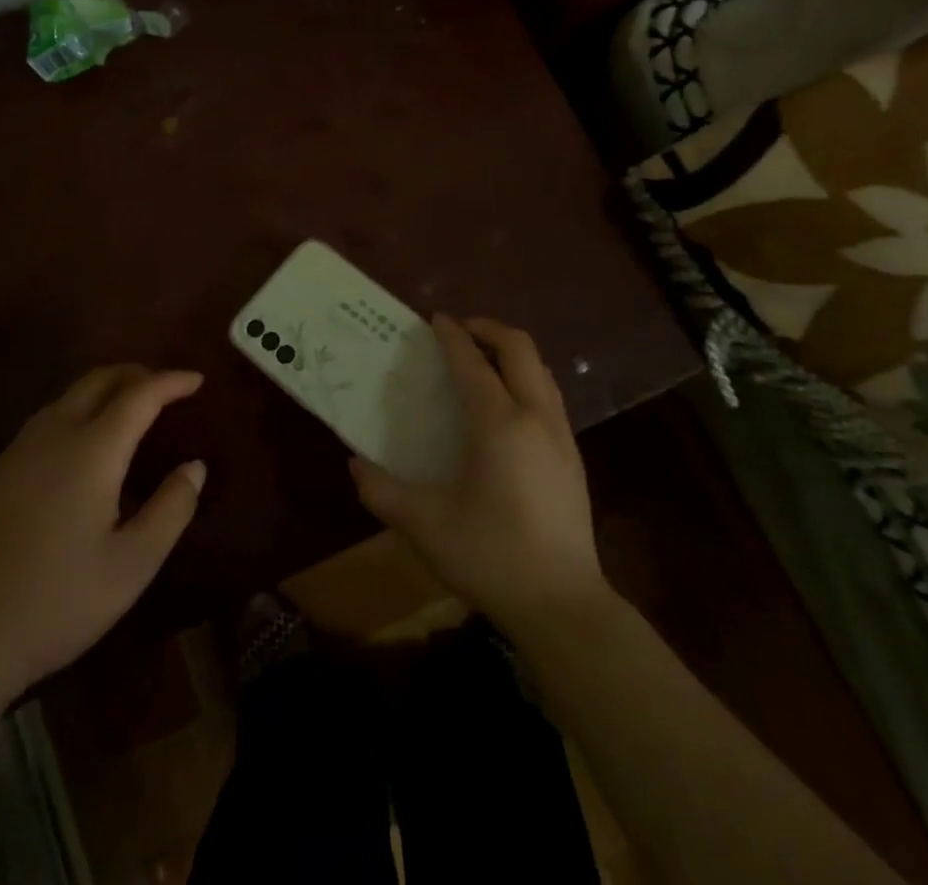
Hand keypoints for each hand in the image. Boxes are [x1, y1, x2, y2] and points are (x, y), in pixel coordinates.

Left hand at [0, 365, 205, 707]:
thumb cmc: (56, 604)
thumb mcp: (132, 566)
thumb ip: (171, 509)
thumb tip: (194, 466)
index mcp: (92, 451)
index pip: (140, 395)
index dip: (171, 381)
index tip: (197, 380)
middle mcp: (52, 436)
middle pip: (98, 380)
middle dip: (135, 373)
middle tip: (164, 386)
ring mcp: (14, 453)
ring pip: (65, 399)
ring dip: (102, 392)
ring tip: (126, 412)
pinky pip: (40, 426)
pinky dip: (73, 417)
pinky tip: (76, 454)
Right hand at [350, 316, 606, 633]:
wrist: (563, 607)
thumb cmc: (490, 556)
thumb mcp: (423, 525)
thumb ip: (382, 490)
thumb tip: (354, 463)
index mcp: (498, 424)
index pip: (472, 362)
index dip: (451, 336)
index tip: (434, 319)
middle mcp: (535, 417)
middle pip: (519, 349)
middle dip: (488, 330)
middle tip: (459, 332)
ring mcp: (561, 437)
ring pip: (540, 371)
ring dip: (510, 354)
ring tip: (481, 363)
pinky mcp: (573, 459)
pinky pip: (549, 396)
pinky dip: (525, 380)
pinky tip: (505, 409)